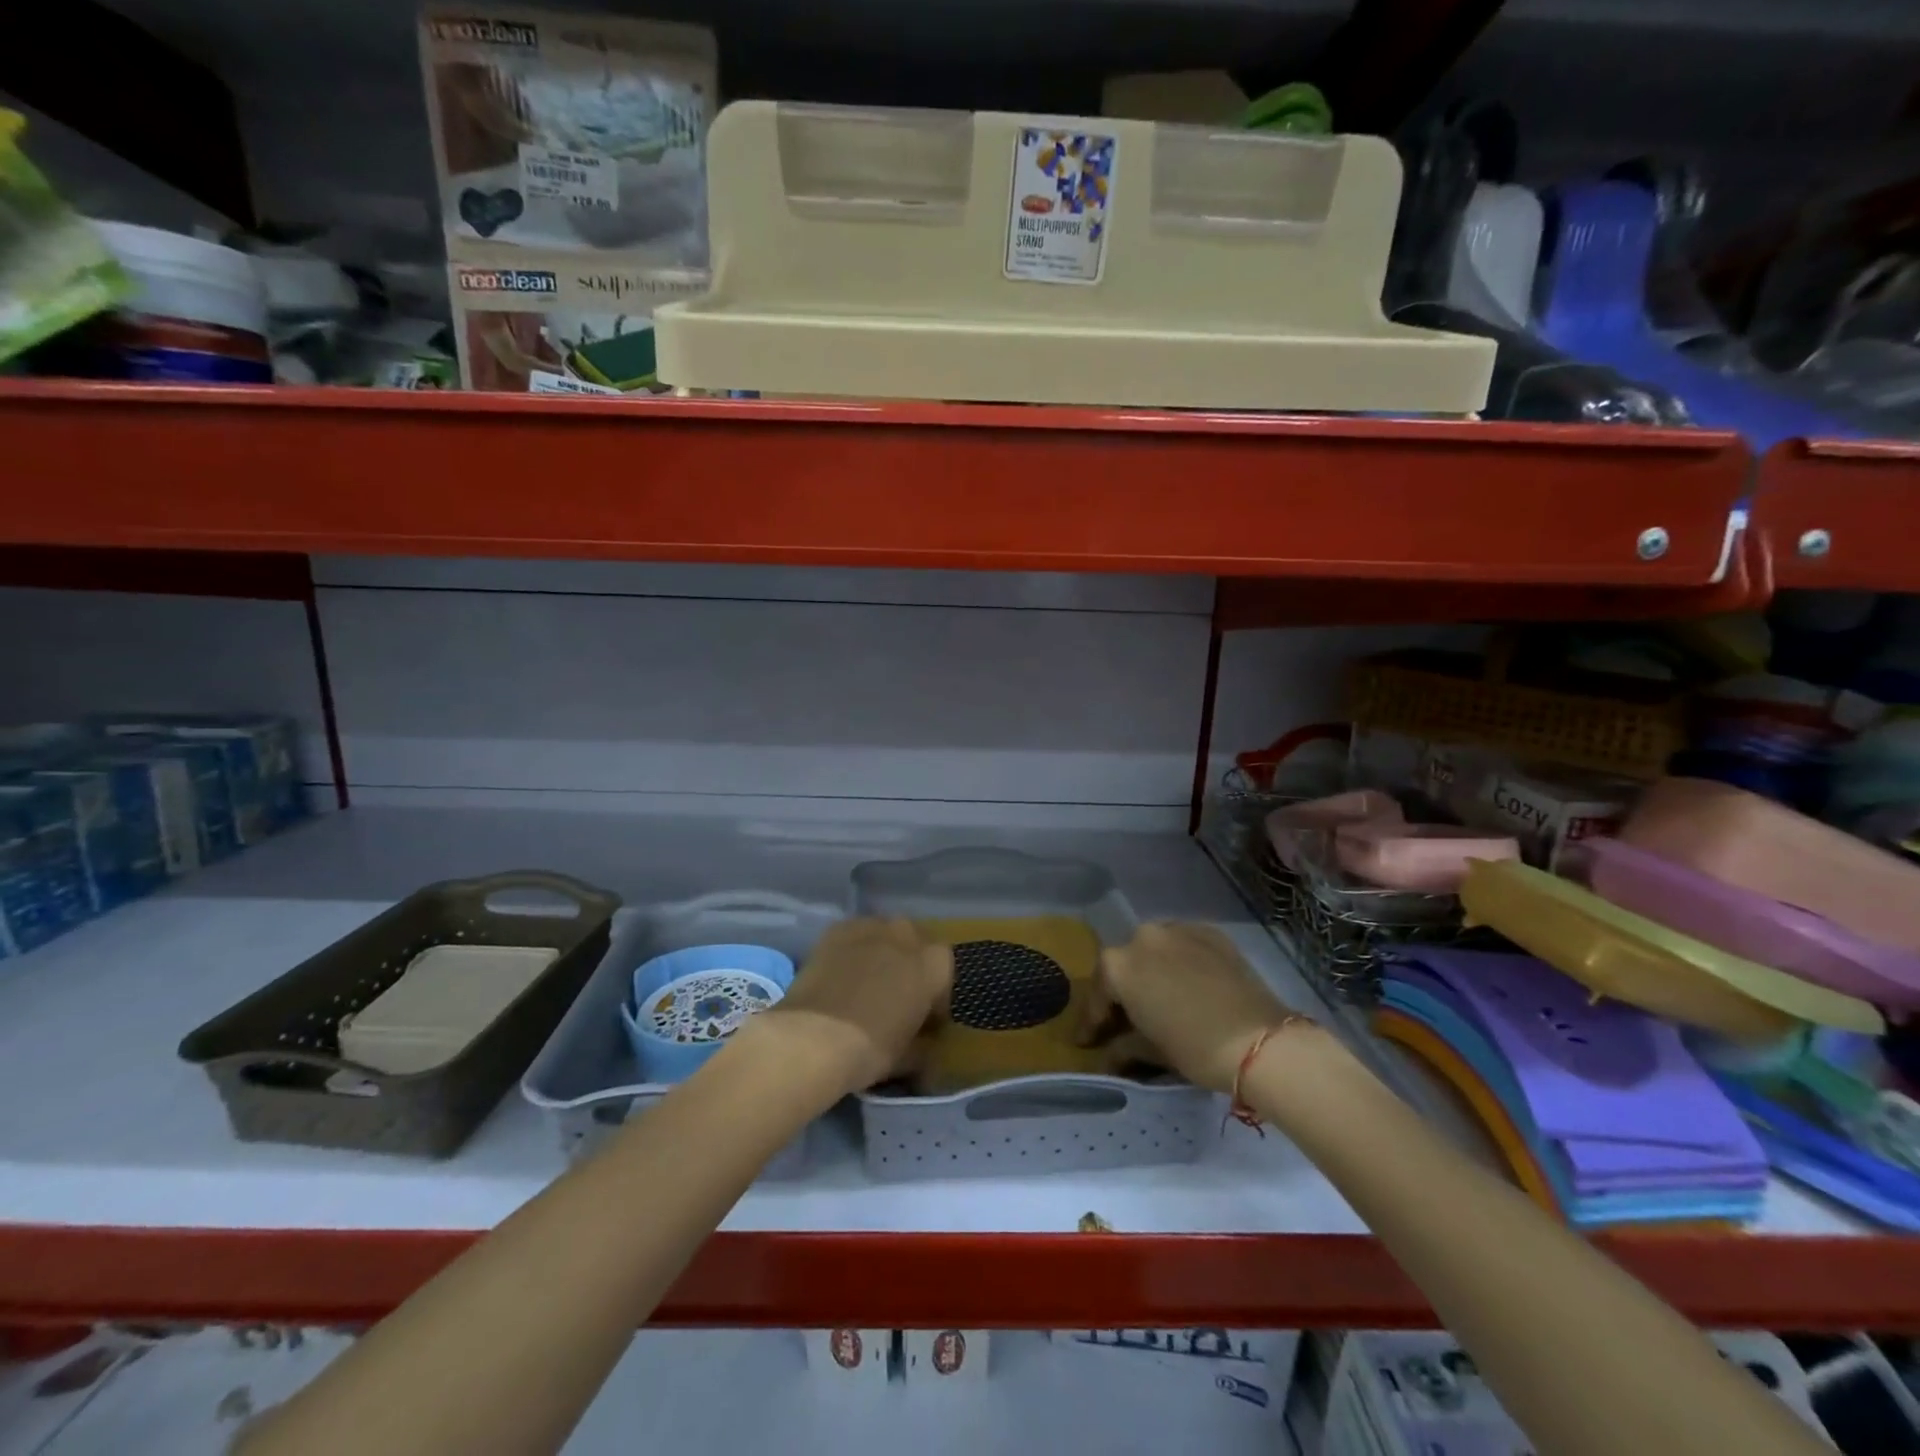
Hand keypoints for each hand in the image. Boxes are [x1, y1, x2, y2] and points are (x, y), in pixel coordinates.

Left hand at [761, 918, 952, 1094]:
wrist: (814, 1037)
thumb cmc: (872, 1048)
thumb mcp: (909, 1058)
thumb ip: (925, 1047)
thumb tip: (926, 1047)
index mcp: (934, 964)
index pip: (943, 975)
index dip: (935, 998)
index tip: (924, 1020)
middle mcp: (907, 935)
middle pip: (915, 945)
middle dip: (910, 966)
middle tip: (896, 996)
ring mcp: (871, 927)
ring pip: (884, 935)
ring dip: (882, 953)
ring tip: (867, 982)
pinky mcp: (838, 930)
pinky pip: (855, 936)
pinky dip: (853, 951)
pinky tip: (841, 974)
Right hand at [1077, 922, 1294, 1093]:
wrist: (1259, 1040)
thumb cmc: (1195, 1048)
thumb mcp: (1151, 1051)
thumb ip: (1123, 1047)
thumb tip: (1110, 1054)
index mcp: (1118, 965)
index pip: (1098, 994)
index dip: (1092, 1022)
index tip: (1087, 1042)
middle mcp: (1142, 937)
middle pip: (1124, 965)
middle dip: (1122, 991)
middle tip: (1125, 1018)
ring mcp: (1178, 929)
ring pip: (1154, 949)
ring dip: (1151, 971)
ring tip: (1159, 997)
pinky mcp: (1210, 932)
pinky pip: (1184, 944)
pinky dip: (1179, 961)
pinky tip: (1187, 982)